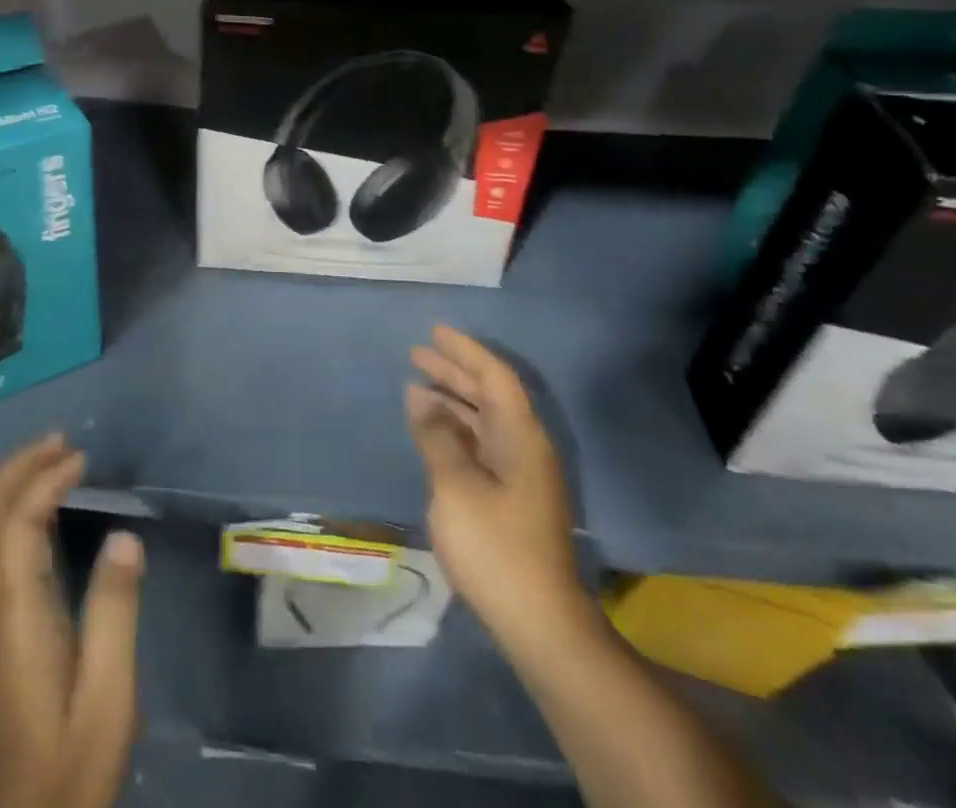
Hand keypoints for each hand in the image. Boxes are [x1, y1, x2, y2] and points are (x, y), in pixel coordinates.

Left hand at [0, 435, 144, 807]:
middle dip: (15, 470)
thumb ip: (114, 611)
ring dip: (5, 488)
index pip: (18, 524)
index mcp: (15, 616)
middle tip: (58, 442)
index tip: (81, 459)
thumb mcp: (109, 695)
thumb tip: (124, 536)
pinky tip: (27, 516)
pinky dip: (2, 516)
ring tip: (45, 463)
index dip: (45, 481)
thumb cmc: (71, 765)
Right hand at [407, 326, 582, 641]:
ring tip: (416, 385)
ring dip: (452, 400)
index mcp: (521, 437)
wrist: (538, 623)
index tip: (434, 332)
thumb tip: (419, 395)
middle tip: (416, 353)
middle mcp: (524, 447)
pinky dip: (454, 429)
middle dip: (454, 372)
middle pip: (489, 395)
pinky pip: (480, 444)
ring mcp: (519, 474)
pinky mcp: (510, 498)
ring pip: (484, 420)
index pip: (495, 377)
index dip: (465, 351)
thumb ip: (437, 435)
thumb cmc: (495, 546)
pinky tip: (431, 431)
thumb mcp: (456, 485)